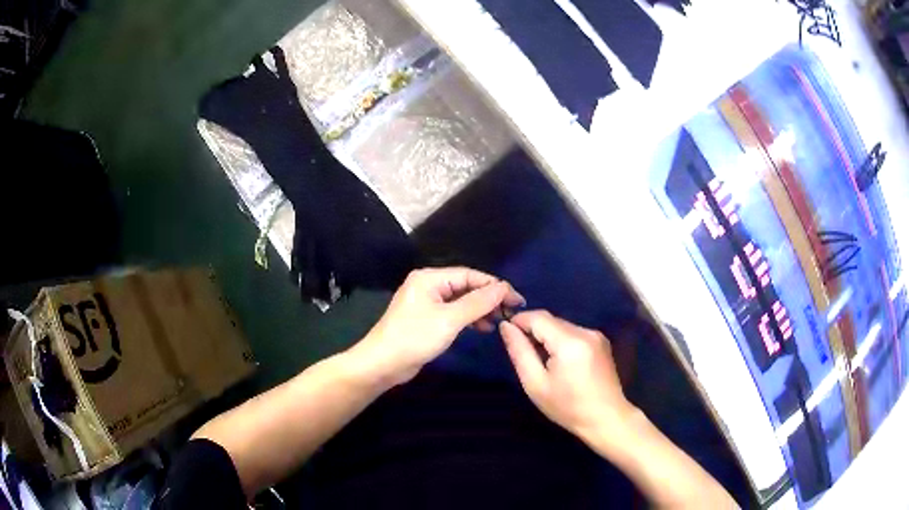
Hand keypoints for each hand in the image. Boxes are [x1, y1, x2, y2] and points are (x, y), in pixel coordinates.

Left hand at [351, 267, 524, 385]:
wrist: (383, 364)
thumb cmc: (415, 338)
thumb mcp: (450, 320)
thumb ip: (478, 302)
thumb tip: (504, 287)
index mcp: (430, 278)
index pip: (470, 275)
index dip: (495, 286)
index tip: (517, 300)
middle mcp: (428, 285)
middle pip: (466, 286)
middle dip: (489, 298)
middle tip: (511, 313)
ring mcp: (427, 302)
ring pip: (461, 300)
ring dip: (480, 310)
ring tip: (498, 322)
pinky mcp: (427, 318)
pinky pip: (453, 312)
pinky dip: (469, 319)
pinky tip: (482, 328)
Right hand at [500, 311, 636, 444]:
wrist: (606, 418)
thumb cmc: (567, 407)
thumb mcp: (535, 383)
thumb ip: (520, 352)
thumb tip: (506, 326)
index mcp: (570, 342)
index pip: (538, 317)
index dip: (519, 321)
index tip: (506, 334)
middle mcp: (585, 331)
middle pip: (551, 320)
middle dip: (533, 331)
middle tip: (522, 353)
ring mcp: (596, 335)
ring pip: (562, 326)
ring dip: (547, 337)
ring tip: (541, 362)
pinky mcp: (601, 341)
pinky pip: (573, 333)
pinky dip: (561, 341)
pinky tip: (559, 363)